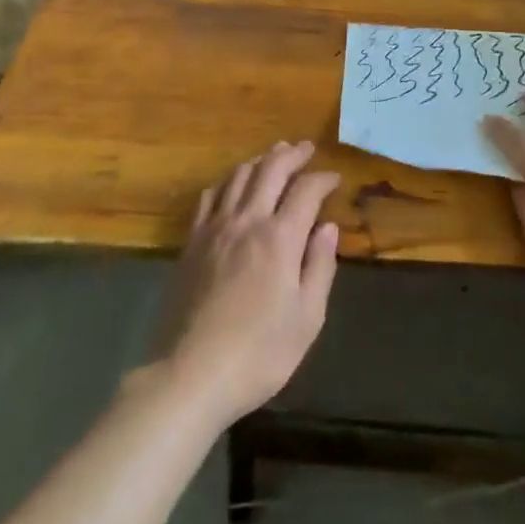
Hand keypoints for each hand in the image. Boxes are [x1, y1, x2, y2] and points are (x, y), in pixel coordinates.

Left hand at [153, 141, 340, 425]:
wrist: (189, 374)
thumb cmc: (258, 354)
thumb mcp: (307, 319)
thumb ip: (320, 266)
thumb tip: (328, 227)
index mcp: (280, 238)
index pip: (306, 190)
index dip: (323, 179)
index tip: (335, 178)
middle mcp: (247, 220)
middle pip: (271, 169)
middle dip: (292, 154)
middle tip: (306, 148)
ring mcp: (215, 228)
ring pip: (239, 175)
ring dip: (261, 160)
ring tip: (274, 156)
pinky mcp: (192, 241)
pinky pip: (211, 195)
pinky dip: (228, 180)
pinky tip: (233, 185)